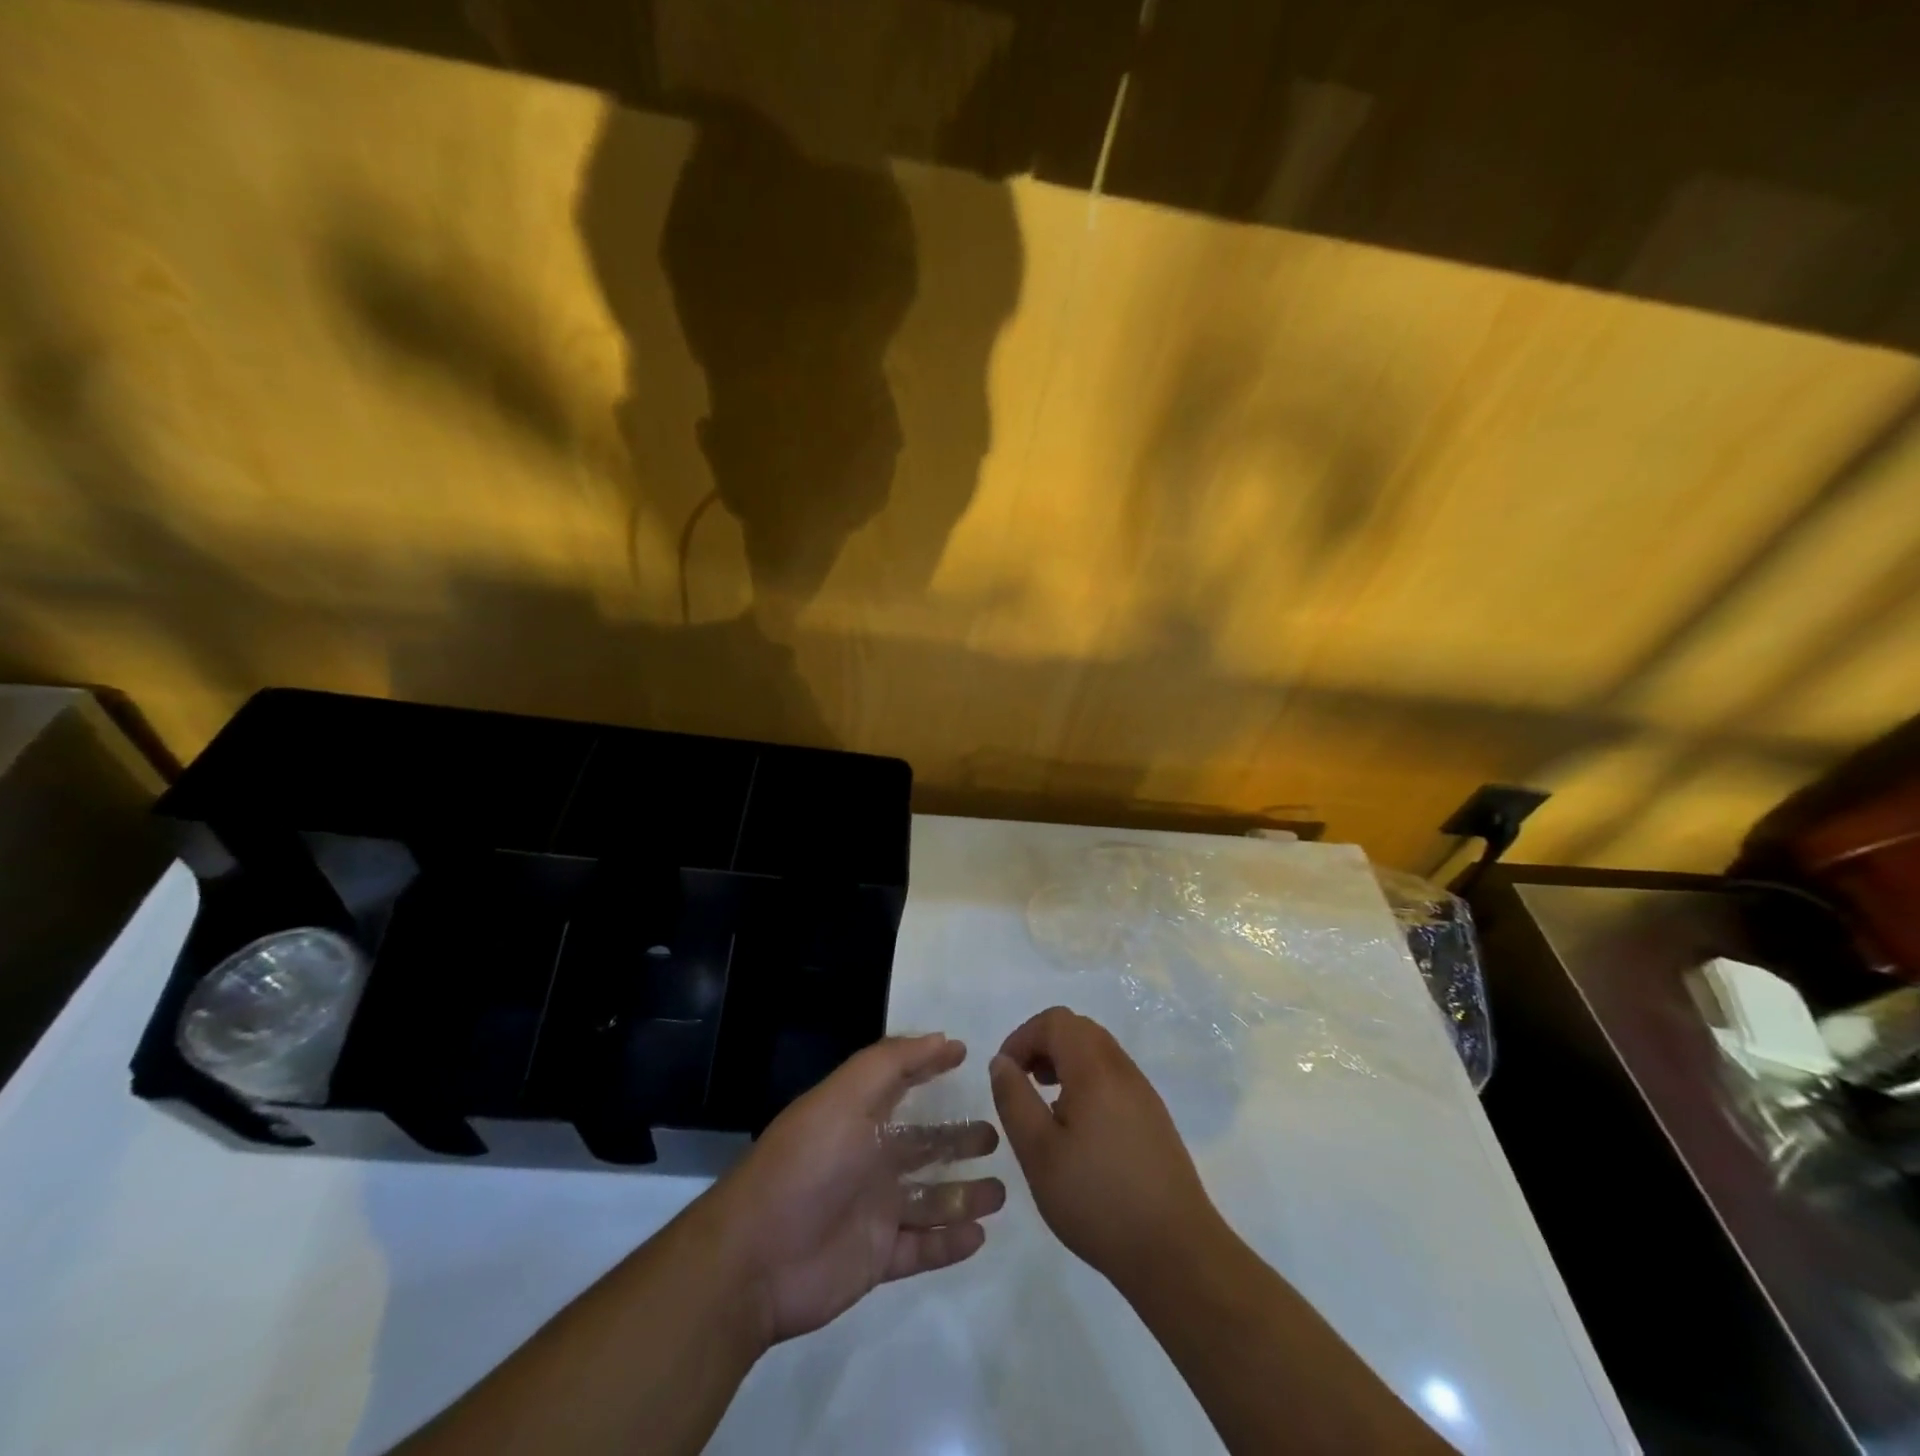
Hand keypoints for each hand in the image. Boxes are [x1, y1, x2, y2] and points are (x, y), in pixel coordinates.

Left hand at [698, 1033, 1004, 1345]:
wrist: (756, 1258)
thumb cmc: (807, 1164)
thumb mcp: (845, 1096)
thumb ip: (892, 1062)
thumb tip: (942, 1038)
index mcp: (859, 1116)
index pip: (901, 1083)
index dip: (930, 1066)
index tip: (966, 1056)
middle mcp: (869, 1158)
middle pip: (924, 1145)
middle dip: (958, 1139)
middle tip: (996, 1136)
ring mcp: (874, 1210)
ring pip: (931, 1198)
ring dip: (964, 1194)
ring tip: (1001, 1192)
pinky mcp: (877, 1258)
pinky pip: (923, 1248)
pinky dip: (950, 1242)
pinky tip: (979, 1235)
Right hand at [990, 1007, 1218, 1286]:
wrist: (1176, 1252)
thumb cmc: (1098, 1200)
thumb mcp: (1039, 1153)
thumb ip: (1014, 1099)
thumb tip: (1001, 1061)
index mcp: (1095, 1069)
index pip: (1055, 1021)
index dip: (1023, 1036)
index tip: (1005, 1072)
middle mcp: (1122, 1069)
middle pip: (1078, 1029)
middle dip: (1043, 1045)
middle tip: (1022, 1082)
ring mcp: (1143, 1092)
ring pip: (1097, 1051)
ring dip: (1065, 1062)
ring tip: (1045, 1104)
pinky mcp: (1153, 1117)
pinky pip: (1113, 1076)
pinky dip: (1086, 1081)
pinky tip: (1077, 1128)